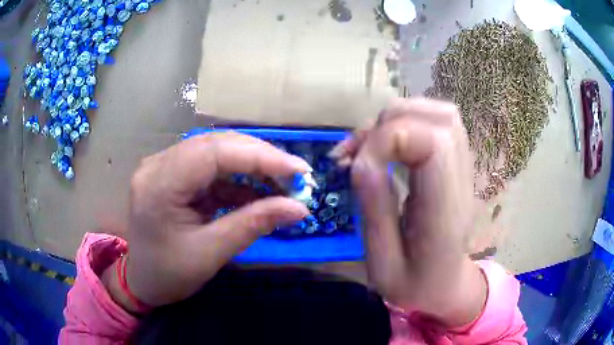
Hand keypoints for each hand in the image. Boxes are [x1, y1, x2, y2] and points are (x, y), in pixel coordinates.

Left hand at [103, 132, 311, 309]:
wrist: (143, 281)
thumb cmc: (169, 275)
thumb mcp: (211, 253)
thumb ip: (254, 225)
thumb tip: (299, 209)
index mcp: (159, 184)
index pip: (214, 152)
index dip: (260, 156)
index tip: (298, 170)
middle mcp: (158, 164)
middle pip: (216, 145)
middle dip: (260, 159)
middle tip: (295, 177)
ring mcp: (165, 167)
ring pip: (216, 152)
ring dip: (252, 167)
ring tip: (282, 185)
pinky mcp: (174, 175)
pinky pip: (211, 168)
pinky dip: (238, 179)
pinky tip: (258, 193)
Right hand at [332, 98, 486, 326]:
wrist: (446, 286)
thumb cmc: (414, 285)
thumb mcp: (383, 263)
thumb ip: (375, 209)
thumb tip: (361, 159)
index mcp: (445, 213)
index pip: (434, 143)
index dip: (389, 139)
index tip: (358, 164)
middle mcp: (461, 182)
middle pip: (440, 119)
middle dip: (390, 123)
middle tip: (358, 151)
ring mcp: (464, 170)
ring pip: (440, 114)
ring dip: (398, 118)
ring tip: (369, 145)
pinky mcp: (456, 165)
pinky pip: (437, 124)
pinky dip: (407, 122)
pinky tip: (387, 145)